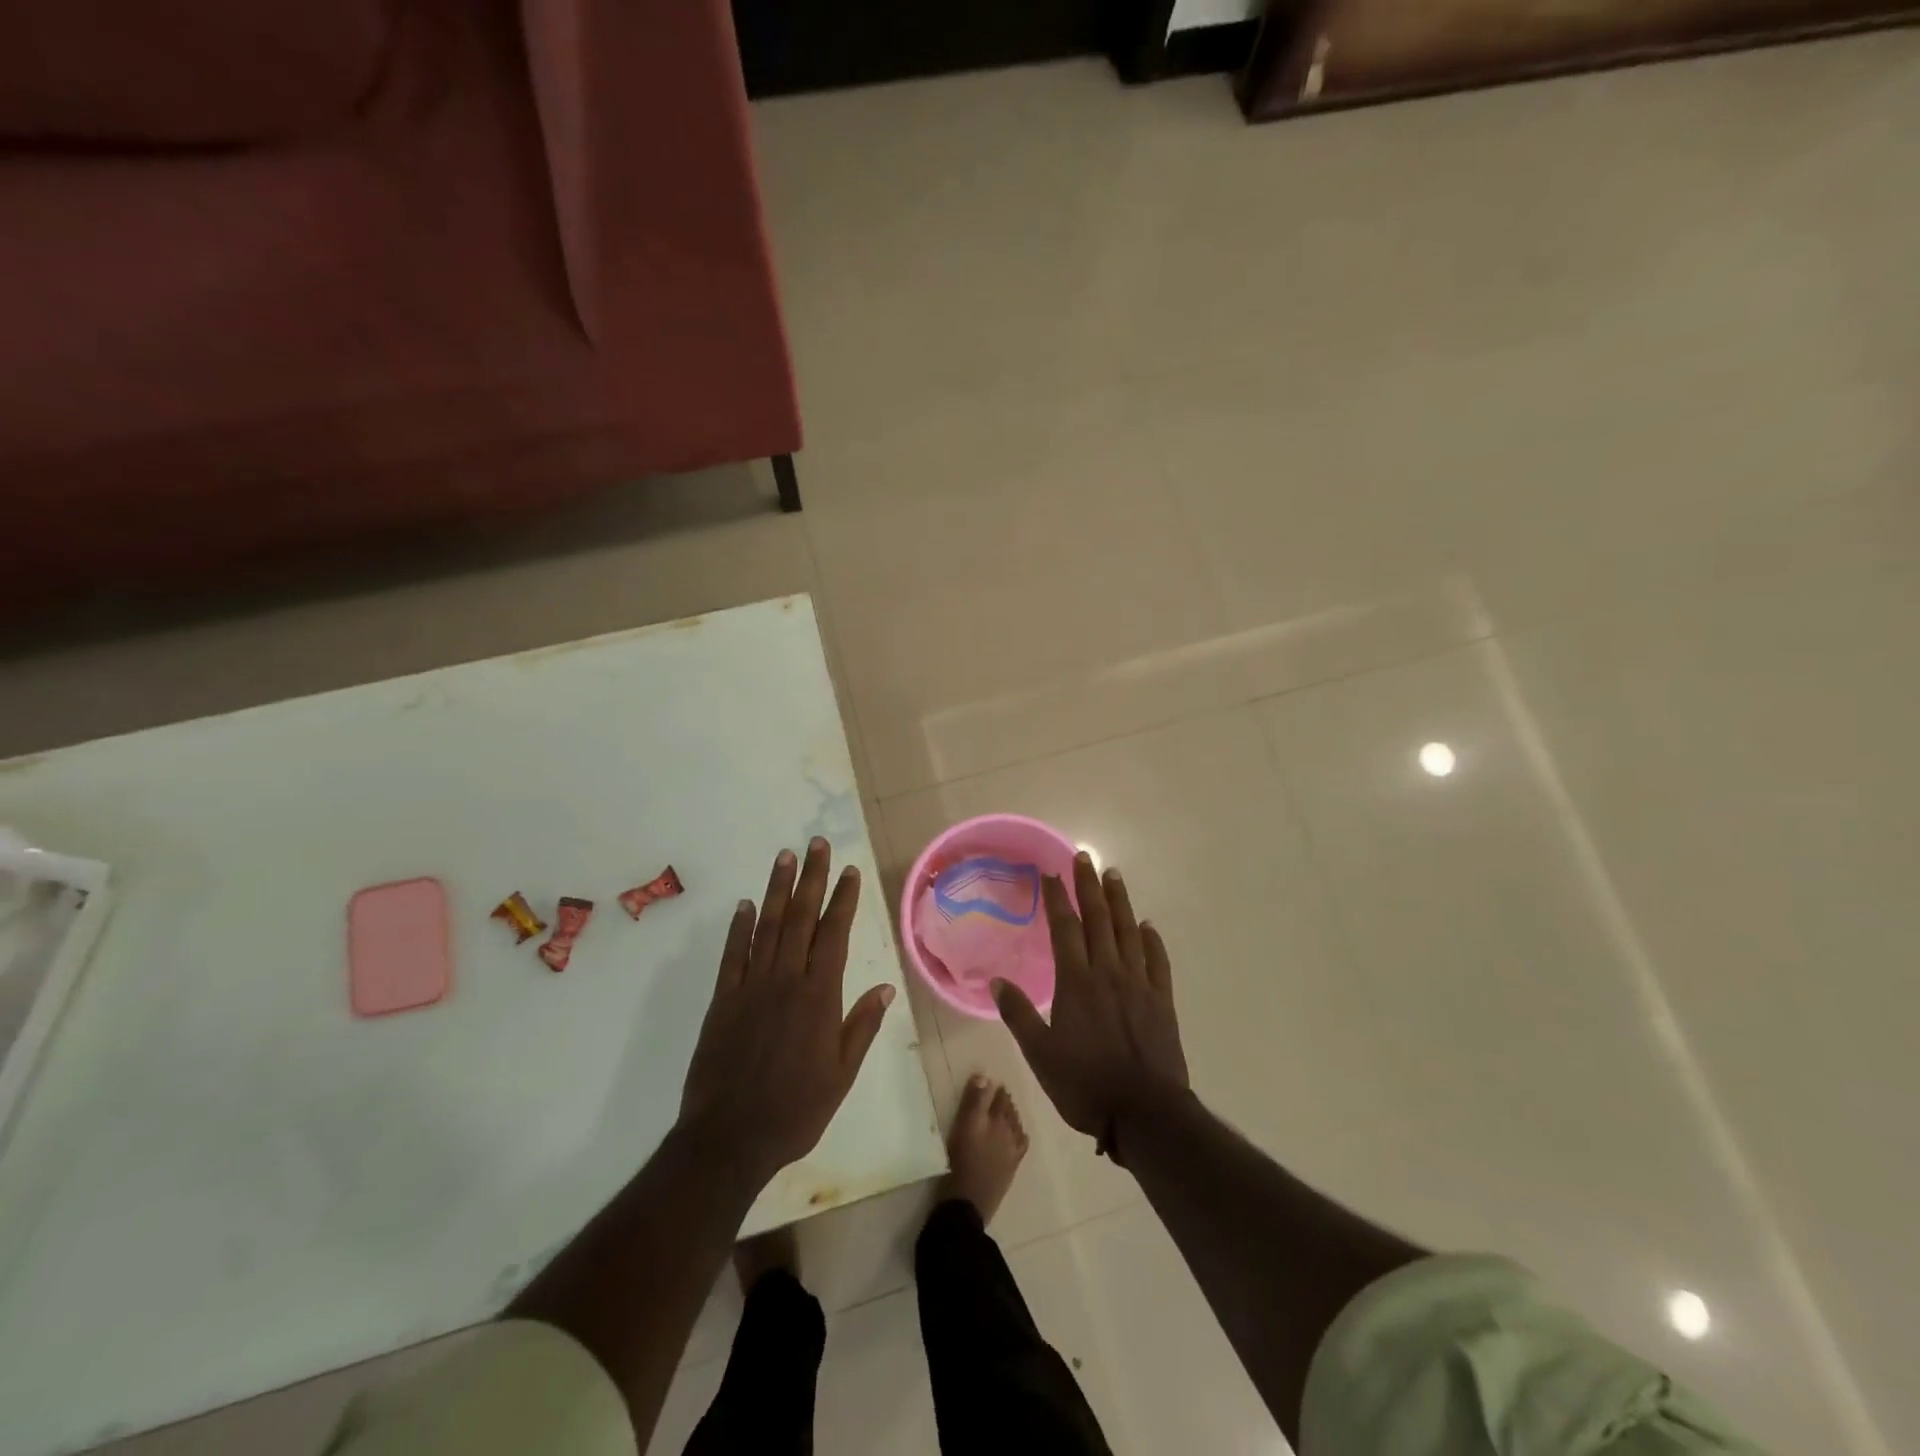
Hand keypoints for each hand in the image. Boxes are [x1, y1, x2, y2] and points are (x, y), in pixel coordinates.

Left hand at [679, 838, 894, 1184]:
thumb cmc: (795, 1109)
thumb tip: (885, 986)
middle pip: (800, 918)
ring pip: (767, 926)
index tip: (849, 871)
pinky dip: (739, 927)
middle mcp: (786, 980)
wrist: (730, 1138)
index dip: (842, 900)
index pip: (834, 934)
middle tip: (815, 845)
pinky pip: (733, 954)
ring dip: (776, 889)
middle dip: (810, 878)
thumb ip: (862, 1026)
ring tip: (784, 857)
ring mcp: (751, 987)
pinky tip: (745, 904)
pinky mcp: (723, 1000)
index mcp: (819, 996)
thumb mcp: (842, 1074)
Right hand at [993, 853, 1188, 1159]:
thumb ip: (1019, 1014)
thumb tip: (996, 982)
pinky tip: (1148, 926)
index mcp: (1077, 982)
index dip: (1057, 898)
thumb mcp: (1040, 1054)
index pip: (1065, 928)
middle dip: (1089, 886)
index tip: (1051, 873)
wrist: (1144, 1114)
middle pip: (1098, 919)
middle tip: (1085, 858)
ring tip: (1114, 876)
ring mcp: (1139, 985)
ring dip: (1120, 902)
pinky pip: (1157, 962)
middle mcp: (1108, 973)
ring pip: (1129, 932)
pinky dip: (1152, 941)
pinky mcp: (1162, 1002)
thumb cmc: (1084, 1084)